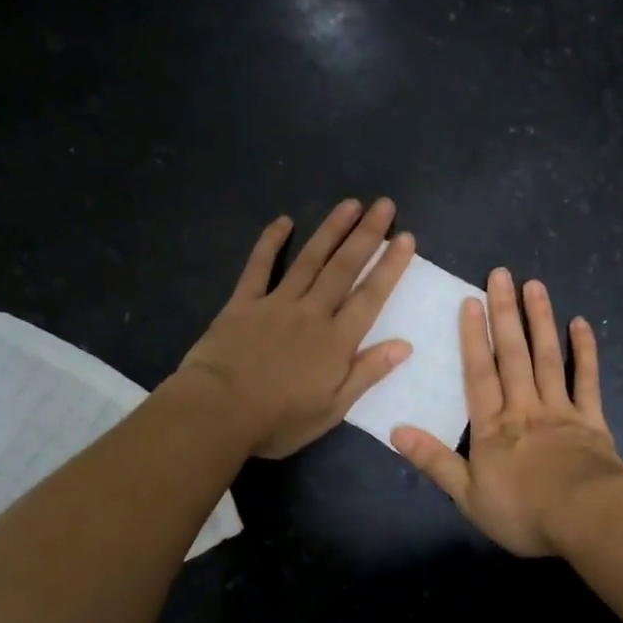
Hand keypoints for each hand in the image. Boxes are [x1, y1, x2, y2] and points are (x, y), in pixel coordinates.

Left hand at [181, 199, 414, 458]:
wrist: (217, 412)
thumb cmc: (278, 419)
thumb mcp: (332, 408)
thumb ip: (367, 373)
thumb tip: (405, 345)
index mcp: (336, 341)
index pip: (370, 296)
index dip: (390, 266)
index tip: (406, 238)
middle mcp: (311, 313)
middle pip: (344, 268)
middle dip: (367, 235)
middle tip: (384, 205)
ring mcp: (276, 304)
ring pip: (309, 260)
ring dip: (331, 230)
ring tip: (350, 204)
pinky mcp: (243, 303)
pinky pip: (259, 267)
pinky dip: (270, 243)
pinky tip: (283, 221)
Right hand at [393, 268, 622, 556]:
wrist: (586, 519)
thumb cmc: (523, 512)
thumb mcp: (468, 496)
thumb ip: (434, 461)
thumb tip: (396, 430)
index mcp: (492, 426)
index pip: (478, 373)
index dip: (473, 337)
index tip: (471, 301)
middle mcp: (524, 407)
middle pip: (513, 355)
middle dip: (505, 314)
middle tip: (502, 275)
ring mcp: (560, 409)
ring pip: (548, 357)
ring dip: (540, 320)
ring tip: (535, 286)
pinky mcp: (591, 419)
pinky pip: (587, 379)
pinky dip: (585, 351)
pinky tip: (581, 323)